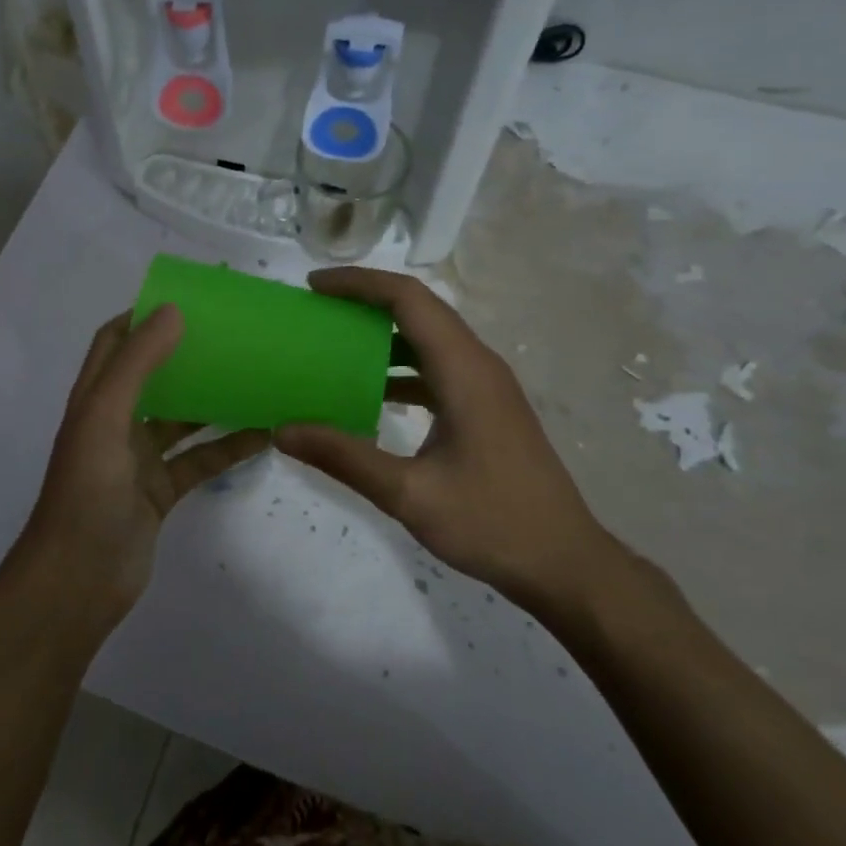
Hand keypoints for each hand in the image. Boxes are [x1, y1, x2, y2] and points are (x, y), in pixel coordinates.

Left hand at [15, 306, 270, 636]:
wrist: (78, 580)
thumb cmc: (86, 492)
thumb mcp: (105, 418)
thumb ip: (136, 364)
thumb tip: (173, 311)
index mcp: (94, 399)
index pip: (113, 342)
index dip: (142, 317)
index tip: (188, 301)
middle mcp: (115, 422)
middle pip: (153, 376)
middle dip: (187, 354)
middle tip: (233, 336)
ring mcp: (138, 459)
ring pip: (182, 419)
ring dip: (213, 401)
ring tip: (256, 378)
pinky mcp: (160, 491)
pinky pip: (199, 460)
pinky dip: (227, 447)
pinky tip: (263, 434)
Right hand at [276, 268, 631, 625]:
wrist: (563, 562)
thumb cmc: (492, 523)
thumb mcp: (409, 494)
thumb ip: (344, 457)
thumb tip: (283, 430)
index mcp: (464, 371)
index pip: (408, 299)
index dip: (359, 283)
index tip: (314, 286)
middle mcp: (478, 366)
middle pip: (419, 311)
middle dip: (366, 301)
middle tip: (316, 311)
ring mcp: (486, 387)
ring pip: (429, 340)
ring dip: (383, 335)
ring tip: (333, 345)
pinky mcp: (486, 409)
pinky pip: (437, 370)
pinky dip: (400, 369)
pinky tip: (370, 393)